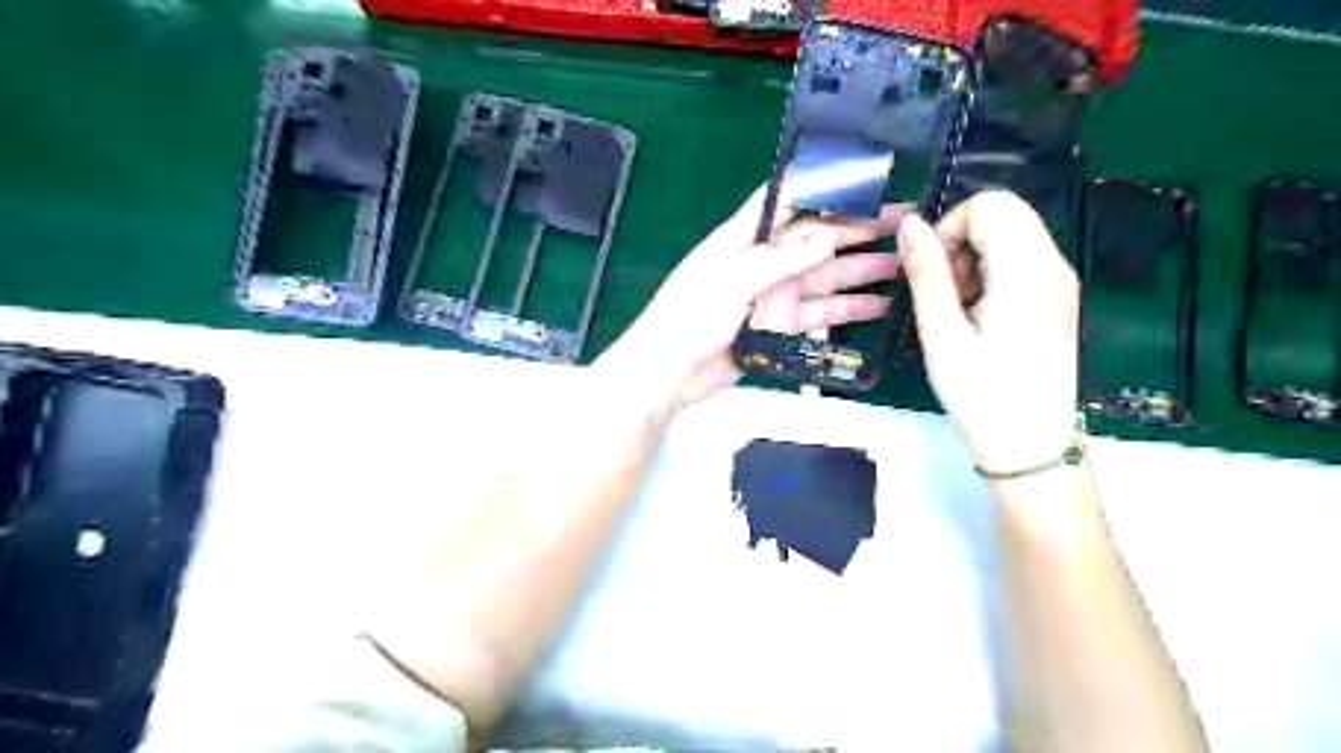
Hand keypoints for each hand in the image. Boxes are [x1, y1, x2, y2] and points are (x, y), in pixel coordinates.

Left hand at [604, 184, 904, 411]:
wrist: (669, 374)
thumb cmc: (688, 318)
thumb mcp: (731, 281)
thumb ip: (779, 260)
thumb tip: (827, 235)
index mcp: (744, 238)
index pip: (786, 198)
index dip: (822, 182)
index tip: (865, 173)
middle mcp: (764, 261)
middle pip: (817, 237)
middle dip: (859, 228)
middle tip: (904, 221)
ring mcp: (774, 295)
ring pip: (826, 276)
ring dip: (862, 269)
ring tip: (904, 263)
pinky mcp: (780, 326)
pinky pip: (820, 314)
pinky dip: (848, 309)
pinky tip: (879, 304)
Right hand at [893, 189, 1081, 470]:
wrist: (1028, 442)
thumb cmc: (980, 393)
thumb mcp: (941, 334)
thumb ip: (926, 273)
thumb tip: (909, 222)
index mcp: (1026, 272)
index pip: (989, 206)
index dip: (950, 228)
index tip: (932, 274)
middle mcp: (1053, 265)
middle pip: (1004, 213)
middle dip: (962, 239)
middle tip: (944, 292)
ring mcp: (1061, 281)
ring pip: (1013, 233)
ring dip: (975, 256)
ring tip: (959, 308)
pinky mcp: (1058, 297)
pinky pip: (1022, 258)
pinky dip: (992, 271)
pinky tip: (979, 314)